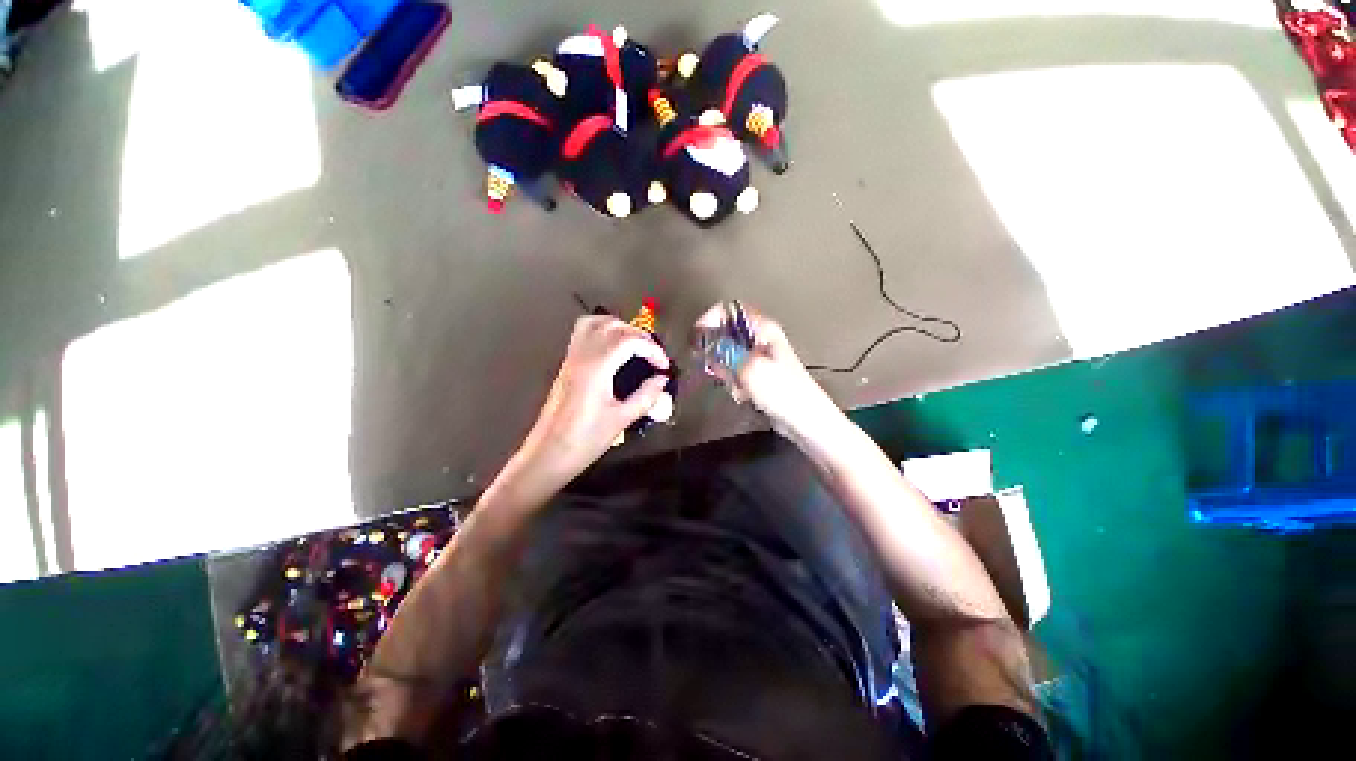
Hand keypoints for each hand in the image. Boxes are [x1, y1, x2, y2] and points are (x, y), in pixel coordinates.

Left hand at [521, 315, 671, 479]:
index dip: (652, 349)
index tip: (664, 366)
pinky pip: (584, 334)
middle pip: (612, 326)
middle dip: (639, 335)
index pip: (629, 340)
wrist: (547, 454)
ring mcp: (571, 358)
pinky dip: (604, 332)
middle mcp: (581, 356)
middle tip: (654, 355)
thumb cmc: (585, 440)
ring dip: (619, 328)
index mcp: (596, 368)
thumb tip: (662, 380)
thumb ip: (646, 396)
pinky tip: (616, 351)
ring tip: (637, 346)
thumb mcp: (621, 420)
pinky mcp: (567, 365)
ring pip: (595, 323)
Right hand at [692, 303, 833, 432]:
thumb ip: (722, 350)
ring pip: (727, 357)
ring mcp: (759, 356)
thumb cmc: (782, 390)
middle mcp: (760, 337)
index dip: (708, 320)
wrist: (804, 420)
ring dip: (726, 373)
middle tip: (719, 371)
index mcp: (762, 328)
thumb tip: (700, 339)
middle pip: (724, 334)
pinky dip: (734, 383)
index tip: (696, 338)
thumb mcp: (749, 367)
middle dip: (716, 355)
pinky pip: (735, 373)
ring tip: (738, 387)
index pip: (728, 310)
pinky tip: (744, 395)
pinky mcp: (757, 374)